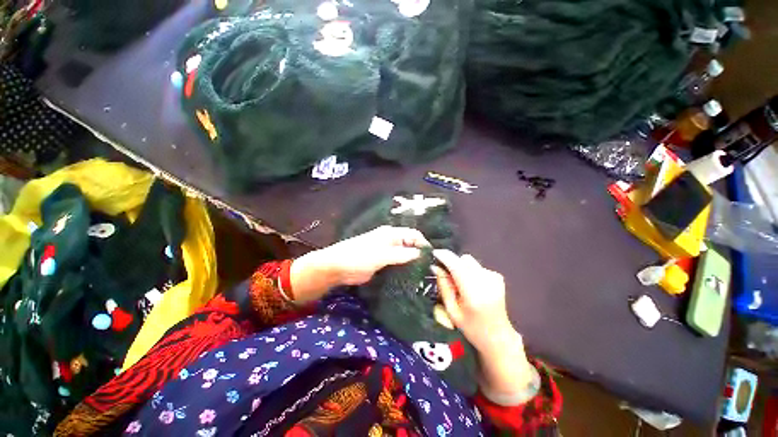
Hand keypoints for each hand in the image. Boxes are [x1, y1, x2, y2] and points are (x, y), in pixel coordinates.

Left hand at [290, 226, 428, 302]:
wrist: (337, 267)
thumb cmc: (359, 256)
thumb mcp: (381, 255)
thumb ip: (401, 254)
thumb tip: (420, 253)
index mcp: (391, 234)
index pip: (413, 234)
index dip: (423, 243)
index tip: (432, 258)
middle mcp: (391, 241)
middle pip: (410, 245)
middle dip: (419, 254)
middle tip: (429, 269)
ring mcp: (387, 252)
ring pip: (404, 255)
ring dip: (412, 263)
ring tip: (423, 275)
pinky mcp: (383, 263)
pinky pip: (397, 264)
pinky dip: (404, 269)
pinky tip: (410, 278)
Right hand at [432, 250, 534, 402]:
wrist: (498, 336)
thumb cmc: (471, 328)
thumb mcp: (452, 310)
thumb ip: (444, 286)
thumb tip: (435, 267)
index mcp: (473, 293)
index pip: (456, 266)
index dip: (444, 256)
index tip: (434, 253)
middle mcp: (486, 282)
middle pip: (463, 259)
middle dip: (452, 263)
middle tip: (446, 274)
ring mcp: (494, 278)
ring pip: (470, 261)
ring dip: (461, 267)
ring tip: (460, 283)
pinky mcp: (498, 277)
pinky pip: (477, 266)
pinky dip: (470, 272)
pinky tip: (472, 286)